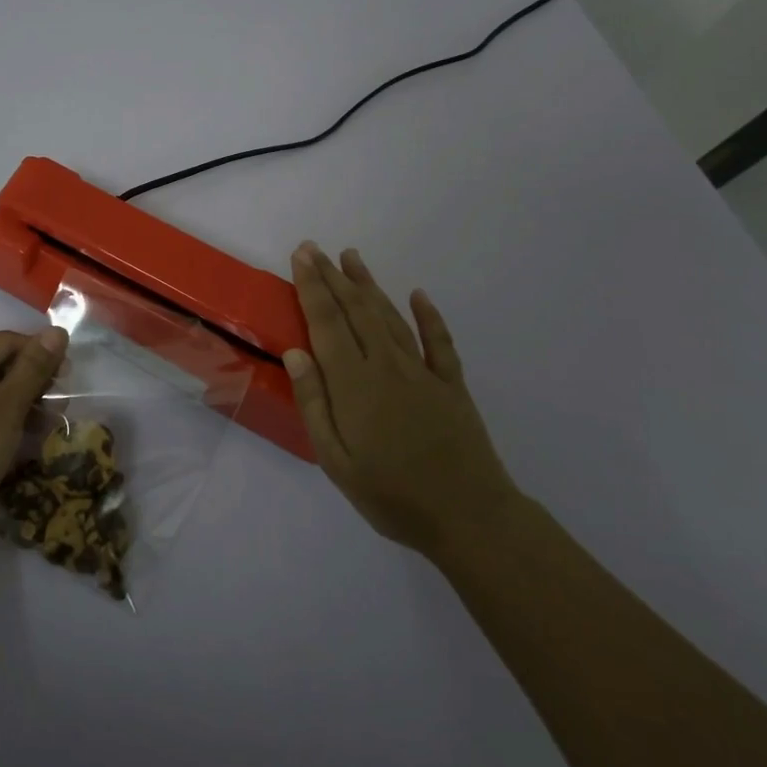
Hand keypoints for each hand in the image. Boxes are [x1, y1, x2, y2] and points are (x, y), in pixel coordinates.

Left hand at [0, 327, 67, 550]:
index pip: (5, 341)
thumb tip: (56, 332)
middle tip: (60, 403)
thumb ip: (34, 367)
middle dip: (31, 381)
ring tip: (47, 425)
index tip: (68, 375)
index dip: (40, 353)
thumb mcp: (8, 406)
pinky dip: (0, 419)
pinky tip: (22, 438)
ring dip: (20, 403)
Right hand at [285, 243, 519, 559]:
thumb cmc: (392, 496)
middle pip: (356, 310)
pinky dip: (428, 316)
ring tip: (352, 257)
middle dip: (332, 276)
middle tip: (315, 248)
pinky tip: (418, 295)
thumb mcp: (336, 461)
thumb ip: (314, 404)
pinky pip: (438, 341)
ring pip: (390, 316)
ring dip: (369, 285)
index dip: (312, 286)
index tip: (301, 256)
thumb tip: (296, 353)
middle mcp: (386, 365)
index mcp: (354, 383)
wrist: (470, 518)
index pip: (327, 322)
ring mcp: (423, 372)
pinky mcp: (452, 384)